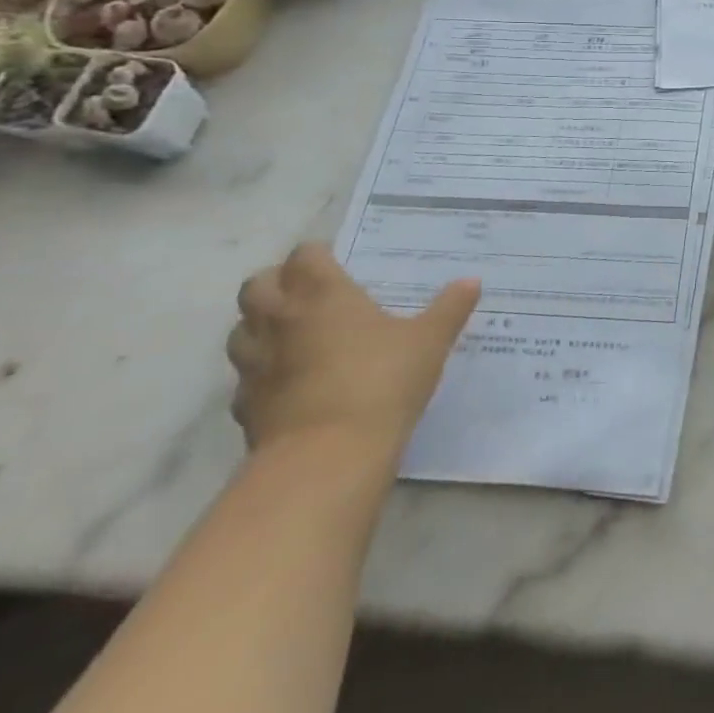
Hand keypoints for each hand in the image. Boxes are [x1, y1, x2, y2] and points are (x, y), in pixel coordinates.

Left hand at [226, 244, 479, 459]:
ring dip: (260, 326)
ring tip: (293, 334)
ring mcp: (256, 365)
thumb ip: (449, 308)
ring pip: (241, 331)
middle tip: (309, 293)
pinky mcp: (246, 407)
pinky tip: (289, 384)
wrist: (328, 457)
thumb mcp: (430, 341)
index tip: (337, 262)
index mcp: (322, 295)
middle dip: (277, 283)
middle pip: (257, 286)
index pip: (304, 256)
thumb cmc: (381, 381)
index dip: (317, 255)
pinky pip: (245, 379)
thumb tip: (471, 281)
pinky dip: (261, 374)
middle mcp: (280, 321)